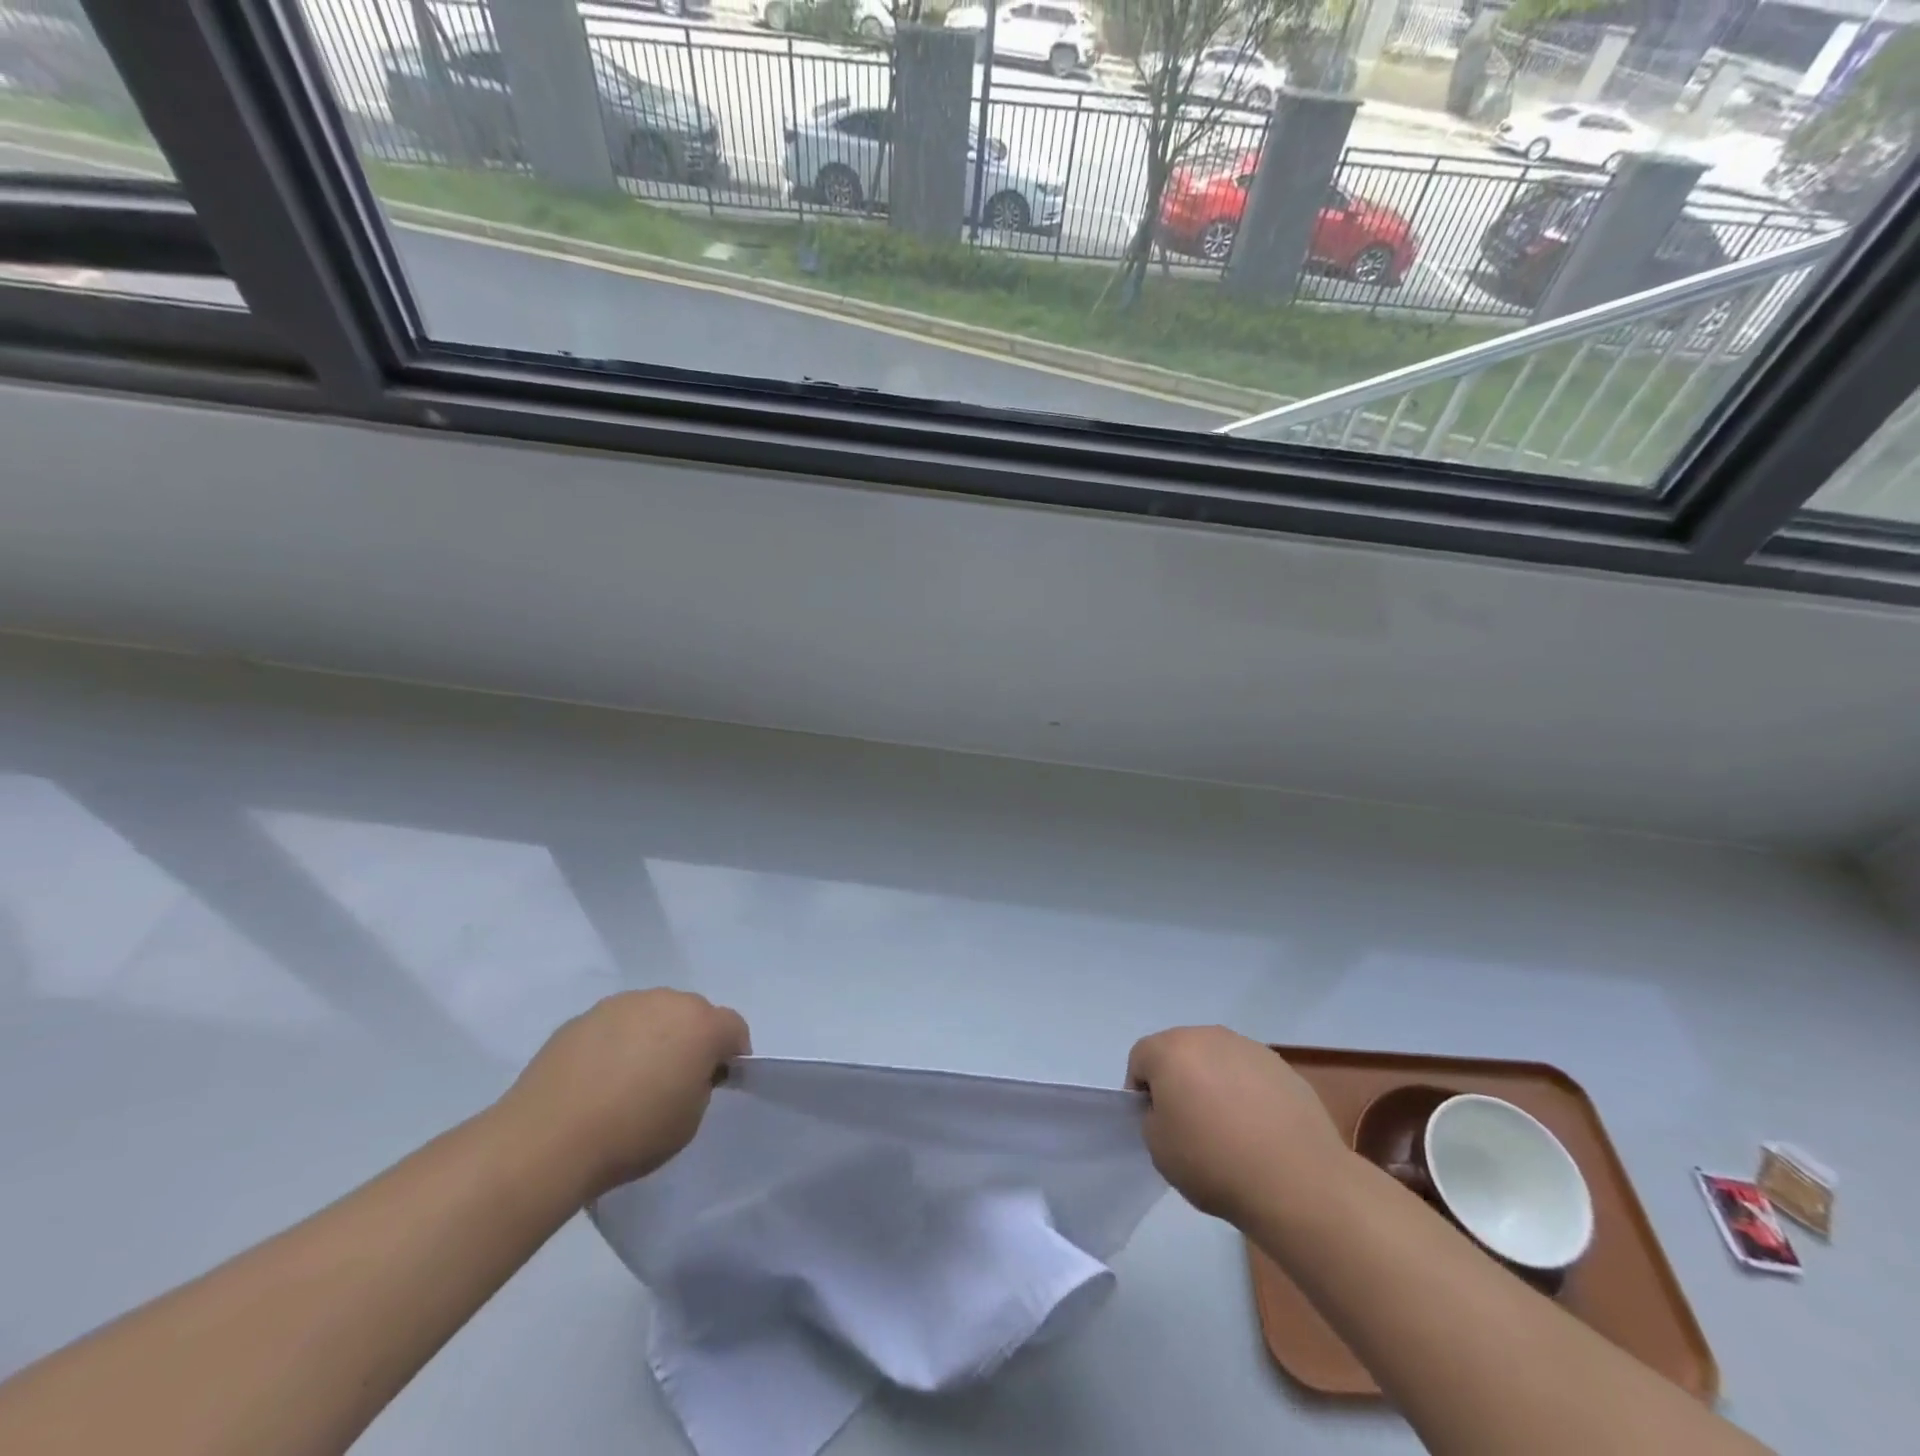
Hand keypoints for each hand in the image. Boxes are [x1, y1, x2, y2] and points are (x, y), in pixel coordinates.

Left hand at [498, 989, 750, 1202]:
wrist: (546, 1139)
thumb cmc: (632, 1133)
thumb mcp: (689, 1121)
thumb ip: (701, 1085)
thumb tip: (688, 1072)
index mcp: (701, 1025)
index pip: (734, 1028)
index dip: (732, 1055)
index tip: (717, 1083)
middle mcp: (667, 1001)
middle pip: (694, 1013)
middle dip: (692, 1039)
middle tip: (674, 1080)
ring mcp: (623, 1003)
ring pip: (653, 1013)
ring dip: (654, 1036)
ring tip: (631, 1079)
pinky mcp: (584, 1016)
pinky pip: (616, 1024)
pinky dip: (617, 1042)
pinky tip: (598, 1078)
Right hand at [1126, 1027, 1347, 1227]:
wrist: (1298, 1181)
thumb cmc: (1215, 1162)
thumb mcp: (1158, 1149)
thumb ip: (1152, 1118)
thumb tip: (1170, 1109)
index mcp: (1171, 1050)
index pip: (1140, 1059)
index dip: (1140, 1091)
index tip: (1154, 1124)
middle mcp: (1208, 1037)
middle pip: (1179, 1052)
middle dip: (1177, 1081)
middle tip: (1188, 1125)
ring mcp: (1249, 1048)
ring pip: (1216, 1061)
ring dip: (1213, 1084)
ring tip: (1229, 1130)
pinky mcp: (1282, 1067)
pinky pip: (1249, 1075)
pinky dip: (1246, 1094)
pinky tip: (1259, 1130)